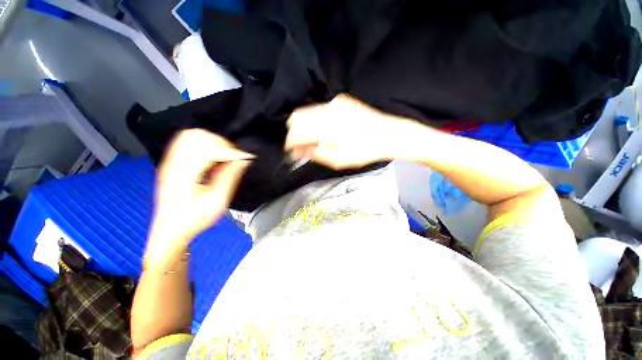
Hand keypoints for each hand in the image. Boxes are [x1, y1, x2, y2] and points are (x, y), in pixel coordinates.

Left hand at [146, 129, 252, 260]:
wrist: (170, 230)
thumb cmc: (194, 219)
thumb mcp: (217, 202)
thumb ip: (229, 177)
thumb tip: (243, 160)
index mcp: (185, 172)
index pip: (209, 146)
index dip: (230, 150)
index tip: (243, 159)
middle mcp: (174, 162)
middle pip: (198, 135)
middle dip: (221, 143)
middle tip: (231, 158)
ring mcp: (170, 161)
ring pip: (191, 136)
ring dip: (212, 143)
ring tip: (223, 158)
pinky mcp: (171, 164)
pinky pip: (187, 143)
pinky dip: (204, 146)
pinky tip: (212, 160)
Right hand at [284, 94, 415, 169]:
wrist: (387, 134)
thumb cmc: (364, 151)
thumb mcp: (338, 160)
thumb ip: (316, 154)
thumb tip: (299, 151)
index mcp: (325, 127)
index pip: (296, 132)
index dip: (290, 143)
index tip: (291, 152)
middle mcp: (326, 110)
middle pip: (297, 118)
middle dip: (294, 133)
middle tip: (300, 147)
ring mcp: (333, 102)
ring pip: (307, 112)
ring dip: (304, 127)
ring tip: (310, 141)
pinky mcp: (340, 100)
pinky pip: (319, 109)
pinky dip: (315, 121)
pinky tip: (322, 131)